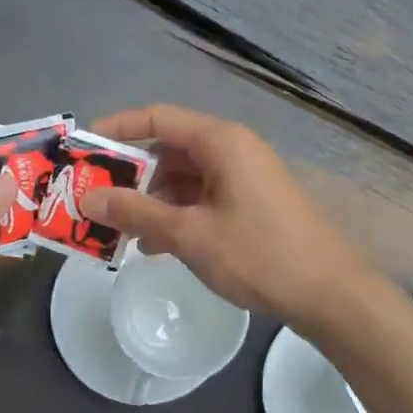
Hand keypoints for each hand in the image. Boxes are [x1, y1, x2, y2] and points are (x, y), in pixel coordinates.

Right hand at [78, 105, 375, 328]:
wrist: (330, 294)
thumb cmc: (259, 255)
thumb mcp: (190, 234)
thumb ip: (136, 213)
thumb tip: (89, 198)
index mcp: (220, 141)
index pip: (157, 118)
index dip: (116, 130)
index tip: (82, 151)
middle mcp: (232, 150)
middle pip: (168, 149)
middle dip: (129, 175)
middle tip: (93, 200)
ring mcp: (244, 177)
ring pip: (183, 177)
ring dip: (150, 201)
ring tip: (118, 231)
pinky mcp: (250, 203)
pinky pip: (201, 197)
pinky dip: (175, 214)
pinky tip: (154, 245)